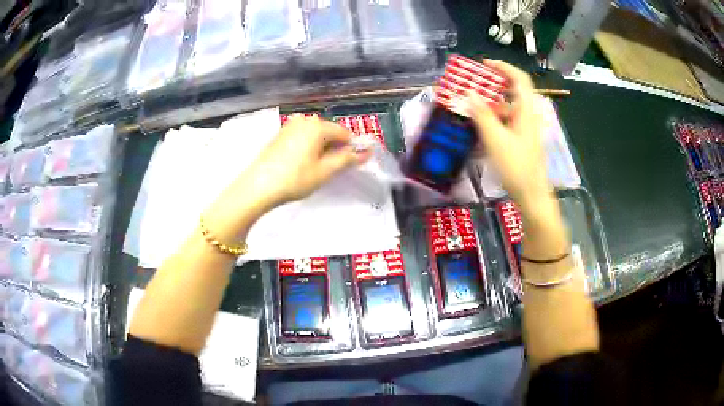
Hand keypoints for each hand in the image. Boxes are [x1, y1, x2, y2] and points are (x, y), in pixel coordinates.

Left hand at [250, 115, 370, 205]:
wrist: (258, 186)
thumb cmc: (295, 178)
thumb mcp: (325, 171)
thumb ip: (347, 159)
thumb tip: (366, 152)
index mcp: (317, 125)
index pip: (344, 132)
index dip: (352, 147)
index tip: (354, 163)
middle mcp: (304, 120)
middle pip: (329, 131)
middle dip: (336, 147)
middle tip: (334, 168)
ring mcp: (289, 126)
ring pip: (315, 135)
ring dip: (322, 148)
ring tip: (318, 168)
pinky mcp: (280, 135)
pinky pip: (302, 137)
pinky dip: (308, 147)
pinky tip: (304, 163)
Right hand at [455, 60, 549, 210]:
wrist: (532, 195)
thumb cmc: (516, 167)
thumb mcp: (495, 139)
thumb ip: (482, 114)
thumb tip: (468, 92)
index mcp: (526, 111)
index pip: (519, 79)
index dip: (504, 67)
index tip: (484, 64)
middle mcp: (529, 116)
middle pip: (515, 91)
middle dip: (496, 83)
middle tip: (476, 81)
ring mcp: (527, 129)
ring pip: (510, 107)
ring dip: (493, 101)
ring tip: (473, 103)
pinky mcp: (523, 141)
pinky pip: (509, 121)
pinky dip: (495, 117)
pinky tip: (481, 125)